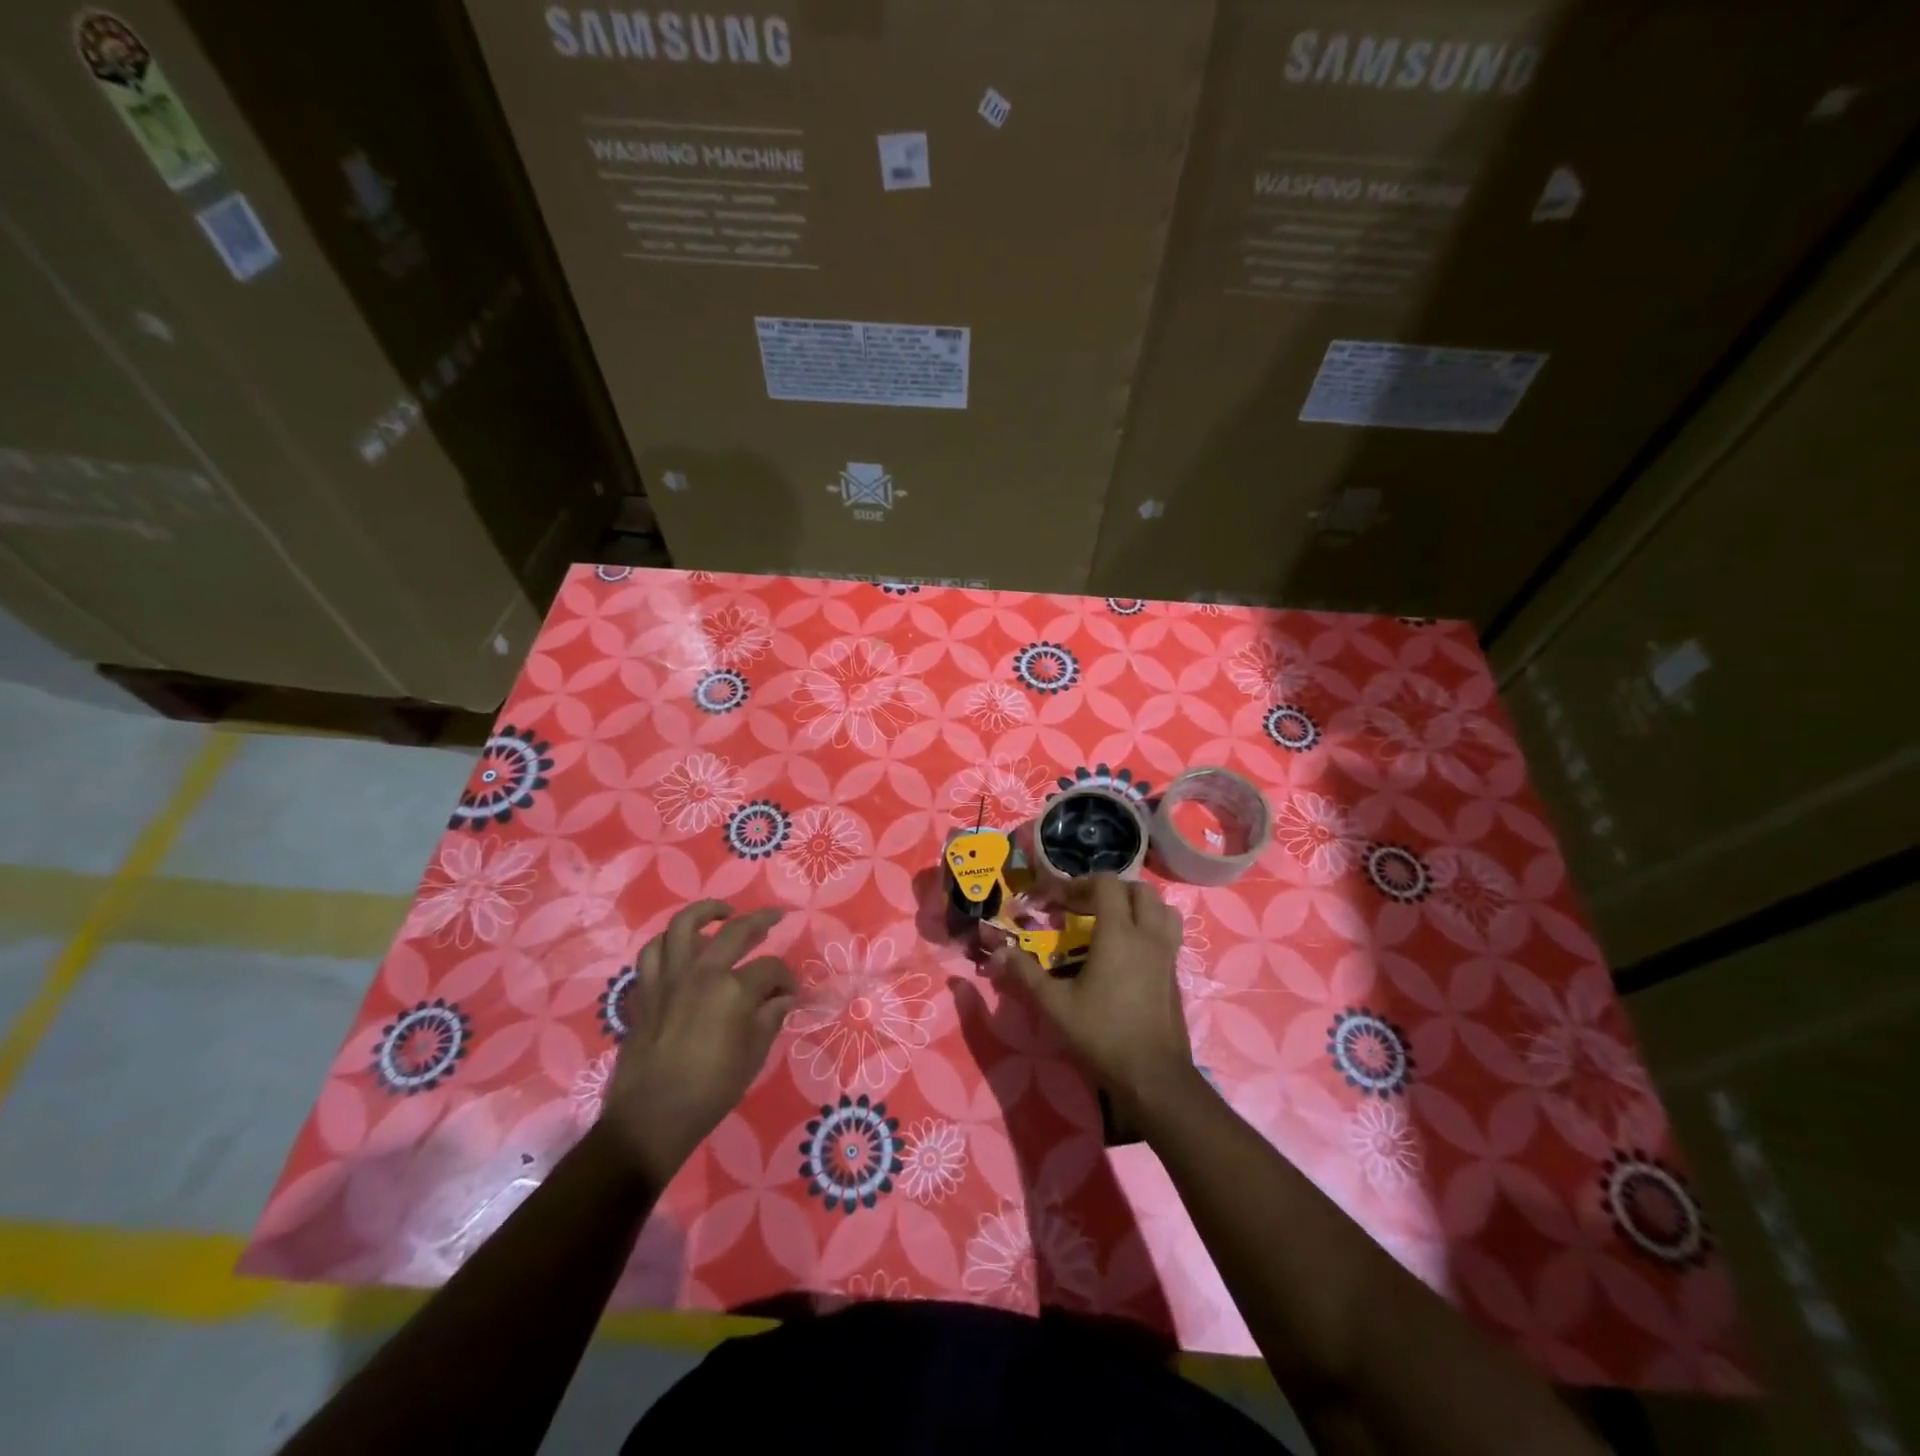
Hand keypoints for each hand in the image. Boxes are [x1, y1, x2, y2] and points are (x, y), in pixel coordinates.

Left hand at [597, 901, 796, 1184]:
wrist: (651, 1118)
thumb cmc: (711, 1090)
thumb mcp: (754, 1055)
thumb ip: (770, 1018)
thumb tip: (783, 998)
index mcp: (734, 990)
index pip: (770, 969)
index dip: (786, 978)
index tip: (791, 992)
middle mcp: (702, 972)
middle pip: (735, 931)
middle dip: (761, 920)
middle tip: (774, 917)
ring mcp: (669, 978)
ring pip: (683, 926)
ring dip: (706, 913)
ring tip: (722, 914)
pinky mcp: (645, 991)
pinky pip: (652, 953)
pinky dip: (667, 943)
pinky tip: (681, 947)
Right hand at [995, 875, 1201, 1116]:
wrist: (1153, 1076)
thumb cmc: (1102, 1035)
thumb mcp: (1056, 1005)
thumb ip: (1027, 974)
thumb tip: (999, 952)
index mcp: (1119, 934)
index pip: (1106, 884)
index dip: (1080, 884)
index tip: (1057, 900)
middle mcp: (1148, 935)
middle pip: (1139, 889)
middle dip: (1111, 890)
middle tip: (1085, 907)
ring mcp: (1167, 954)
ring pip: (1162, 909)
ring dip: (1138, 905)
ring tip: (1114, 922)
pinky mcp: (1176, 973)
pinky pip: (1169, 933)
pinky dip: (1151, 927)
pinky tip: (1129, 953)